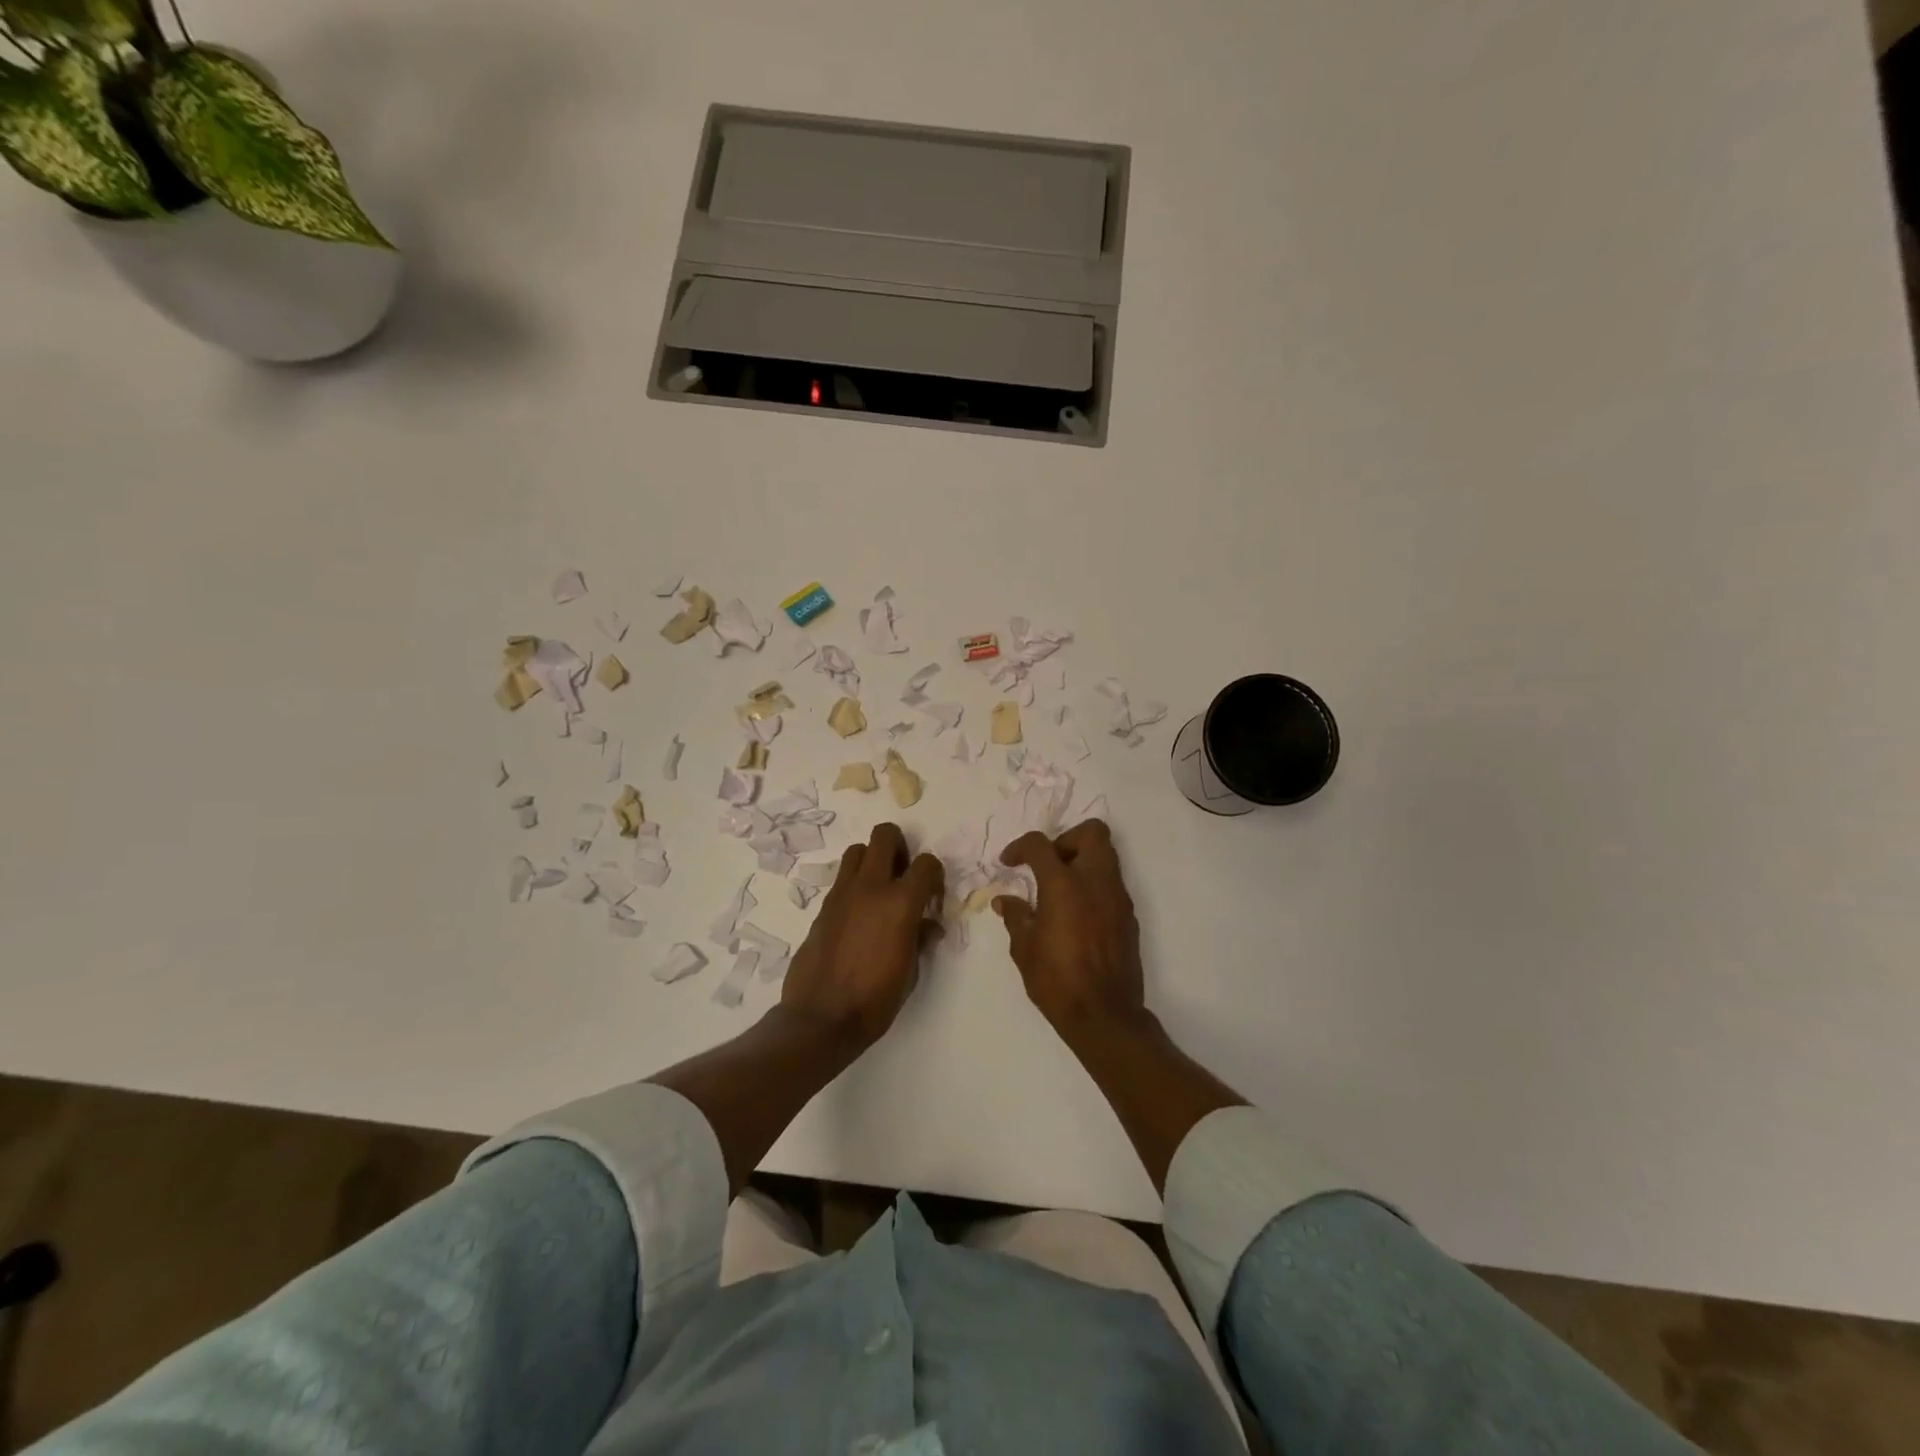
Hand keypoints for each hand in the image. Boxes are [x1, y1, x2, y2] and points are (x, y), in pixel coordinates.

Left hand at [781, 823, 943, 1050]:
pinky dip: (854, 884)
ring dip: (872, 860)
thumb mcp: (911, 972)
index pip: (927, 864)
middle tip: (903, 874)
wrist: (821, 1018)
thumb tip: (927, 926)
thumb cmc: (875, 1000)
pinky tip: (859, 914)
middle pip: (885, 835)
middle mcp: (871, 888)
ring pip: (857, 850)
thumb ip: (920, 939)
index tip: (932, 895)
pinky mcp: (823, 906)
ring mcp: (842, 894)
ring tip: (879, 888)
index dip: (934, 875)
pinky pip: (842, 879)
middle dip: (900, 847)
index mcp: (901, 903)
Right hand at [994, 819, 1145, 1033]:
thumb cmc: (1057, 980)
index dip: (1020, 847)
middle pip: (1091, 832)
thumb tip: (1005, 899)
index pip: (1041, 844)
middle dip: (1066, 839)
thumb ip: (1015, 915)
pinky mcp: (1129, 915)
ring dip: (1082, 860)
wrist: (1104, 1015)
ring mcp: (1117, 897)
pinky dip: (1094, 885)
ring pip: (1106, 855)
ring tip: (1060, 888)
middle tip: (1048, 864)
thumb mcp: (1024, 948)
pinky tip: (1077, 912)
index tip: (1009, 862)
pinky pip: (1112, 883)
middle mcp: (1095, 881)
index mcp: (1064, 884)